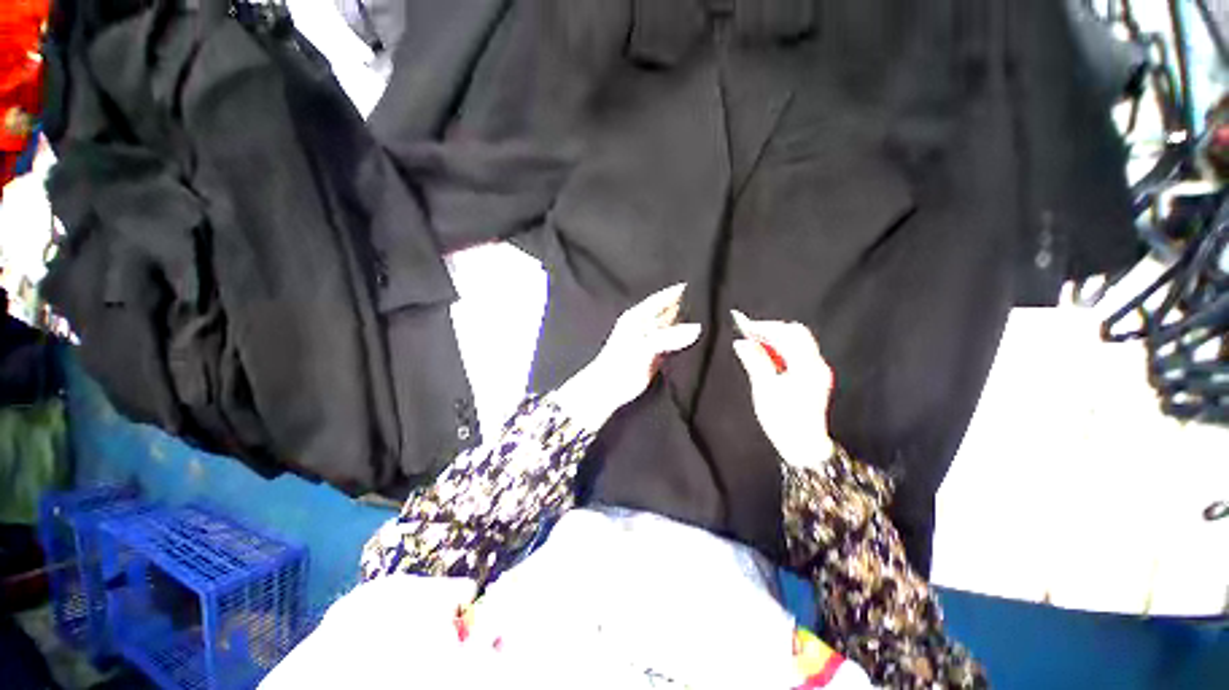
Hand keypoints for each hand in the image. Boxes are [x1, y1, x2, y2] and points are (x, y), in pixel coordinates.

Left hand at [553, 284, 700, 430]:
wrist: (609, 390)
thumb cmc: (619, 364)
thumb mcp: (644, 346)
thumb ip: (669, 337)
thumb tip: (696, 328)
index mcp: (638, 316)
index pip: (662, 298)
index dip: (679, 291)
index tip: (701, 284)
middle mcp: (647, 325)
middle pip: (671, 311)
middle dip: (688, 307)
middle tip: (713, 303)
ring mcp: (652, 340)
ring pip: (674, 327)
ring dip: (689, 324)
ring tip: (712, 318)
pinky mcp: (658, 355)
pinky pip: (675, 343)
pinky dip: (686, 341)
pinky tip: (701, 340)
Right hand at [730, 310, 834, 469]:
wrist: (803, 446)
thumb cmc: (783, 421)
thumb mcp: (764, 389)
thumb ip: (755, 361)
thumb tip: (742, 343)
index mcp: (806, 366)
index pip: (787, 334)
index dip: (765, 327)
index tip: (745, 326)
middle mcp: (816, 364)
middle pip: (796, 333)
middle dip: (772, 330)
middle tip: (750, 334)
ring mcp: (817, 370)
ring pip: (797, 342)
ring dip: (776, 339)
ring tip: (755, 343)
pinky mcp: (814, 376)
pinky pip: (798, 353)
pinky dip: (781, 349)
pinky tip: (767, 355)